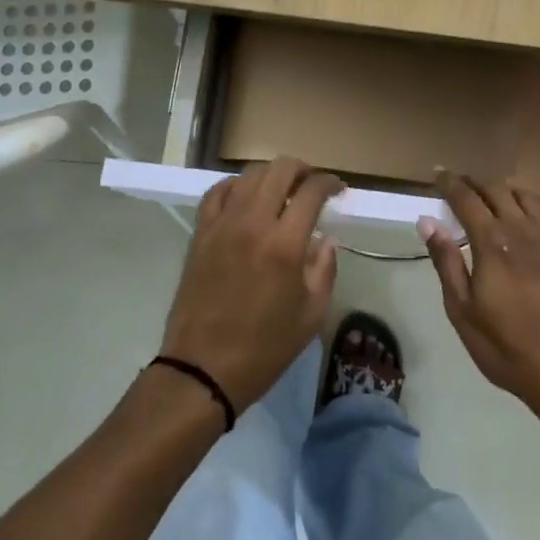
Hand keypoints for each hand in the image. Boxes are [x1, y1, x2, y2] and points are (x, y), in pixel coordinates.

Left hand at [159, 157, 343, 411]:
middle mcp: (253, 223)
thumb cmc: (264, 348)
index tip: (338, 190)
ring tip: (283, 190)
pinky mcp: (201, 233)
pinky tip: (246, 197)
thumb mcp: (311, 315)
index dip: (330, 182)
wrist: (202, 369)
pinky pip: (218, 192)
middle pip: (280, 170)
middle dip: (303, 169)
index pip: (311, 191)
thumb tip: (326, 239)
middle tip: (313, 184)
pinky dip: (237, 186)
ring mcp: (222, 224)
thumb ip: (324, 269)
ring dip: (272, 175)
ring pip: (249, 175)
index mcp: (285, 244)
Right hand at [421, 172, 539, 417]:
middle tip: (460, 185)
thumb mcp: (461, 310)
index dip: (450, 183)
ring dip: (507, 189)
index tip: (438, 174)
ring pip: (528, 195)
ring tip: (494, 195)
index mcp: (492, 242)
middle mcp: (522, 229)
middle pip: (497, 189)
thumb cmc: (504, 346)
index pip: (466, 198)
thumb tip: (427, 221)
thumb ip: (446, 261)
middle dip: (475, 182)